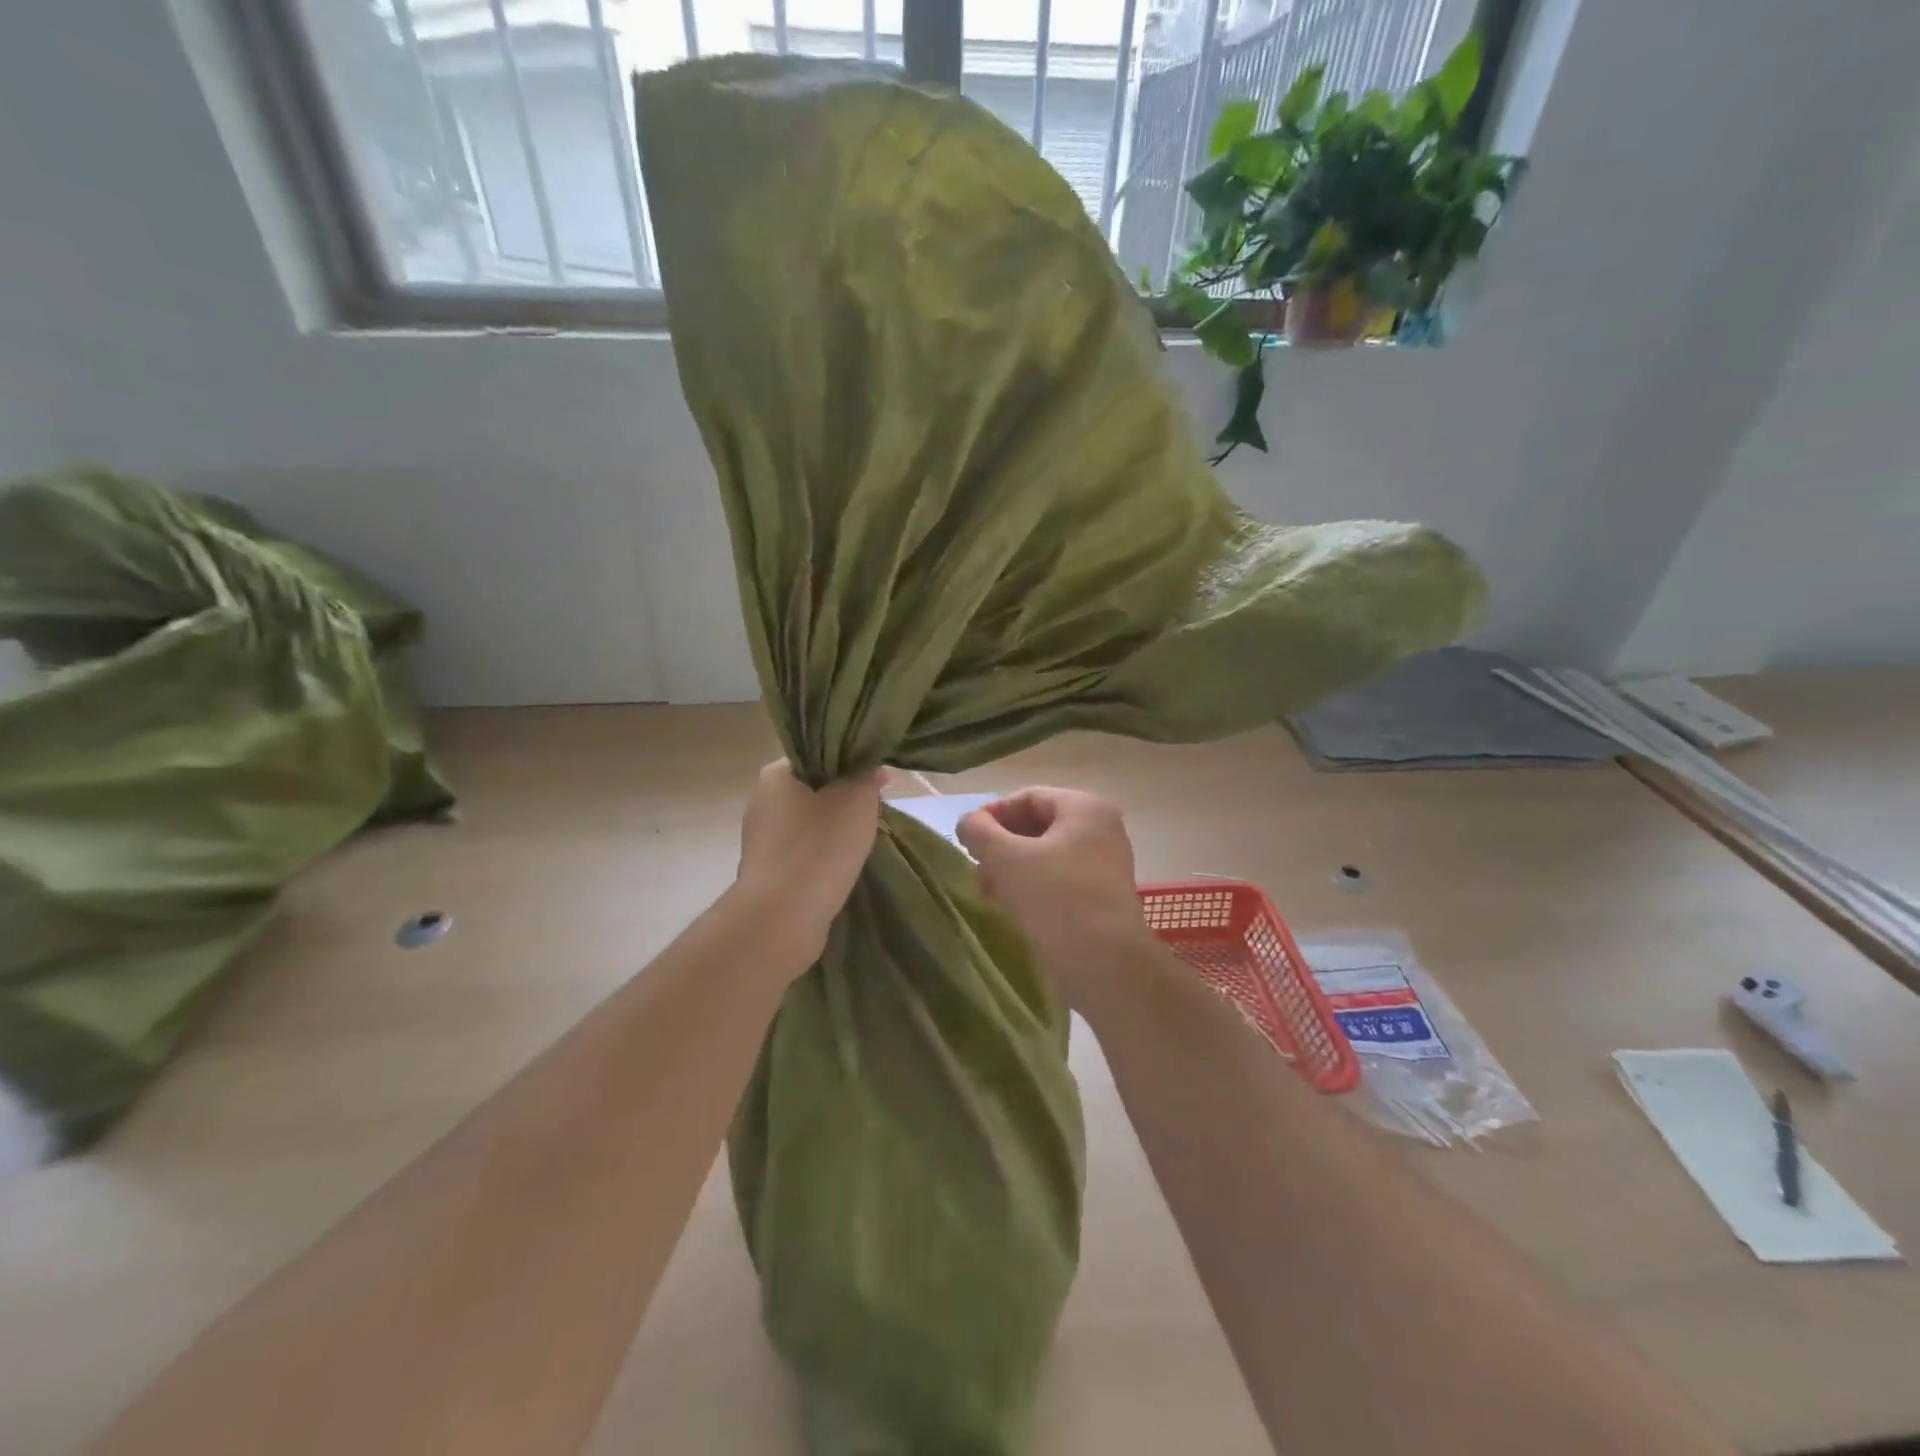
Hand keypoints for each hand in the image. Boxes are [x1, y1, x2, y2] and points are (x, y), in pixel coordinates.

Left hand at [737, 760, 884, 962]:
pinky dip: (822, 856)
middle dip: (843, 799)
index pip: (817, 755)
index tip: (876, 781)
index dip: (850, 764)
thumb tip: (871, 768)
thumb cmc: (820, 846)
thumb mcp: (857, 798)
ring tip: (862, 842)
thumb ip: (866, 775)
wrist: (783, 917)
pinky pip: (802, 853)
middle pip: (814, 789)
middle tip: (874, 811)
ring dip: (834, 830)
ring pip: (808, 824)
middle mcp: (761, 802)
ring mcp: (760, 840)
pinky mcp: (767, 873)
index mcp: (775, 775)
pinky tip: (842, 867)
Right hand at [956, 787, 1156, 1009]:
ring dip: (1012, 870)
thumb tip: (968, 823)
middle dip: (1001, 847)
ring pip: (1045, 856)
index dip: (992, 815)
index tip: (967, 840)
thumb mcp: (1007, 859)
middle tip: (977, 871)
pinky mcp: (1101, 897)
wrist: (1106, 965)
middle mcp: (1101, 829)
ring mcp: (1104, 864)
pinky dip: (1031, 888)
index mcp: (1085, 808)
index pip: (1028, 797)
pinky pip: (1058, 880)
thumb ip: (980, 832)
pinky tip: (1011, 909)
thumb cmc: (1057, 899)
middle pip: (1037, 826)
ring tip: (989, 894)